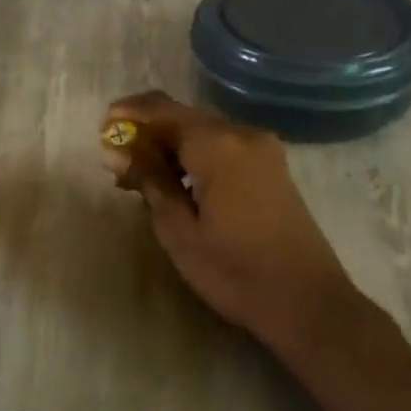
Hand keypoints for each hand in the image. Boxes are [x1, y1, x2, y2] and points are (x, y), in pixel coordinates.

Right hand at [99, 91, 362, 349]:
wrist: (307, 302)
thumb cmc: (234, 271)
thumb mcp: (179, 231)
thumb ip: (150, 181)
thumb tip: (120, 149)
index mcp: (217, 144)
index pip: (161, 109)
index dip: (128, 114)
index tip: (102, 132)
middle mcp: (242, 134)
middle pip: (184, 117)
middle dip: (148, 133)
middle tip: (118, 165)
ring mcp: (263, 149)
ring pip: (204, 132)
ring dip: (171, 146)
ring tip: (142, 179)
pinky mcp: (273, 168)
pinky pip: (225, 147)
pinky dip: (196, 156)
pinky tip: (180, 184)